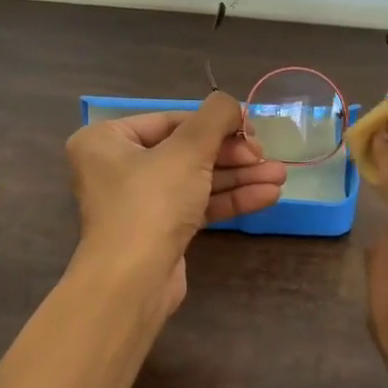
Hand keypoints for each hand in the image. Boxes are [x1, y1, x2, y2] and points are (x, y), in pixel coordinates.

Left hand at [65, 93, 286, 318]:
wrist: (132, 282)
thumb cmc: (151, 202)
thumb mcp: (188, 149)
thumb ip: (216, 117)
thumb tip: (232, 105)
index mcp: (107, 140)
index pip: (172, 121)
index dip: (216, 123)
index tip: (252, 129)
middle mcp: (117, 167)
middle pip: (187, 151)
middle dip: (233, 155)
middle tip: (267, 157)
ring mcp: (139, 201)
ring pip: (196, 179)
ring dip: (239, 177)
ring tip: (280, 177)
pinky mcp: (159, 230)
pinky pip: (197, 205)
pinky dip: (229, 199)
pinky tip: (267, 196)